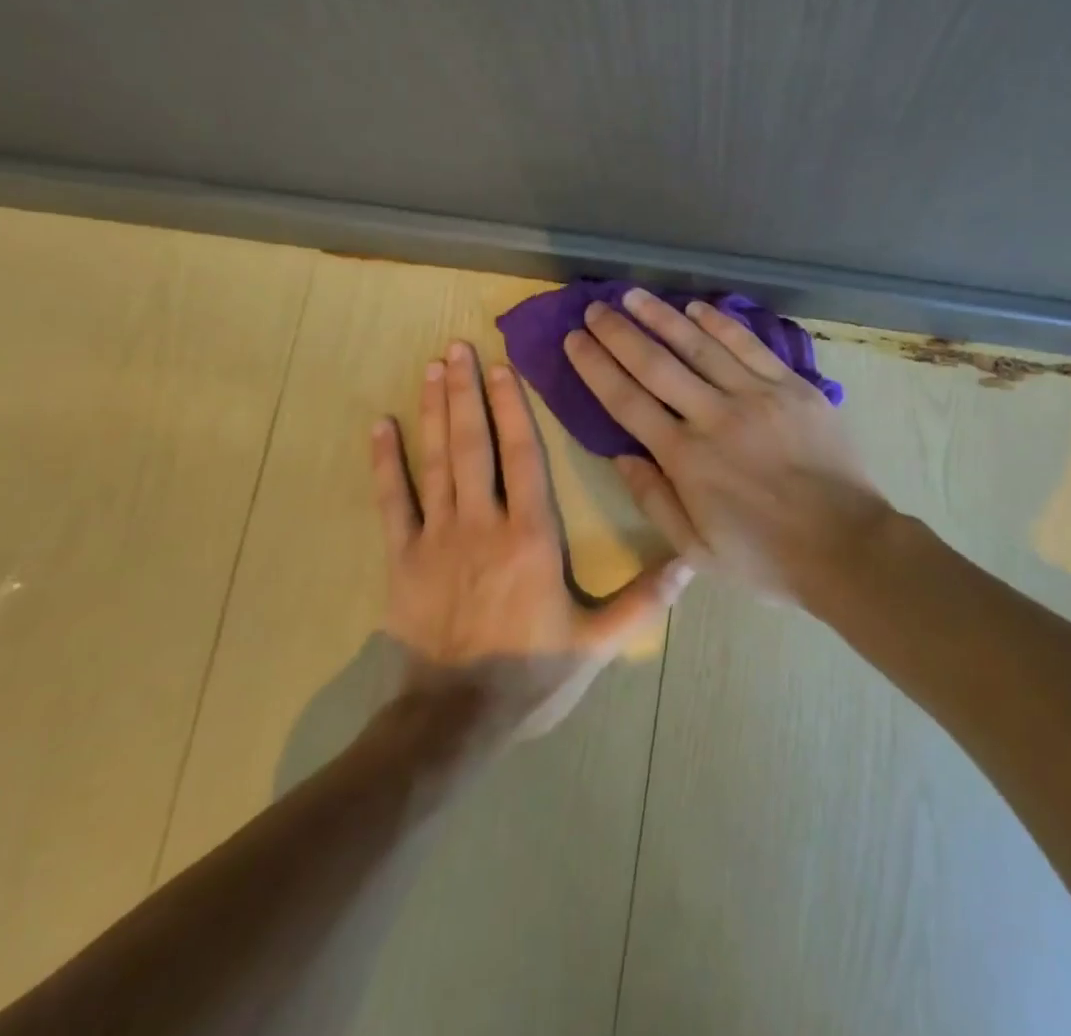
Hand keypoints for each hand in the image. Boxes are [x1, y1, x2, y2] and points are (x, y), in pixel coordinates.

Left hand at [374, 340, 690, 736]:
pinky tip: (380, 427)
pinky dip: (385, 463)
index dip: (512, 407)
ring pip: (437, 461)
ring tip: (431, 368)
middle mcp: (484, 523)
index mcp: (532, 536)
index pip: (523, 456)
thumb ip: (642, 600)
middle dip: (466, 392)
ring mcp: (437, 538)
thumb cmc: (531, 675)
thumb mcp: (597, 643)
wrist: (453, 723)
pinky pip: (392, 502)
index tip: (501, 368)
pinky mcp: (402, 560)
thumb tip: (690, 562)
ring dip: (433, 412)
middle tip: (457, 348)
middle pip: (474, 444)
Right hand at [561, 289, 892, 601]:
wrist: (847, 546)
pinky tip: (697, 307)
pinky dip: (721, 324)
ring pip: (700, 346)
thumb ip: (654, 500)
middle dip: (620, 333)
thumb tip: (621, 456)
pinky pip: (749, 346)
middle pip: (657, 364)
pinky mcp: (793, 386)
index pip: (627, 401)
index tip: (574, 340)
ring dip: (663, 316)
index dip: (596, 367)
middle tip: (595, 308)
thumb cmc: (766, 557)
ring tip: (634, 295)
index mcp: (686, 458)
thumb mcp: (697, 550)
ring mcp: (757, 395)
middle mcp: (715, 416)